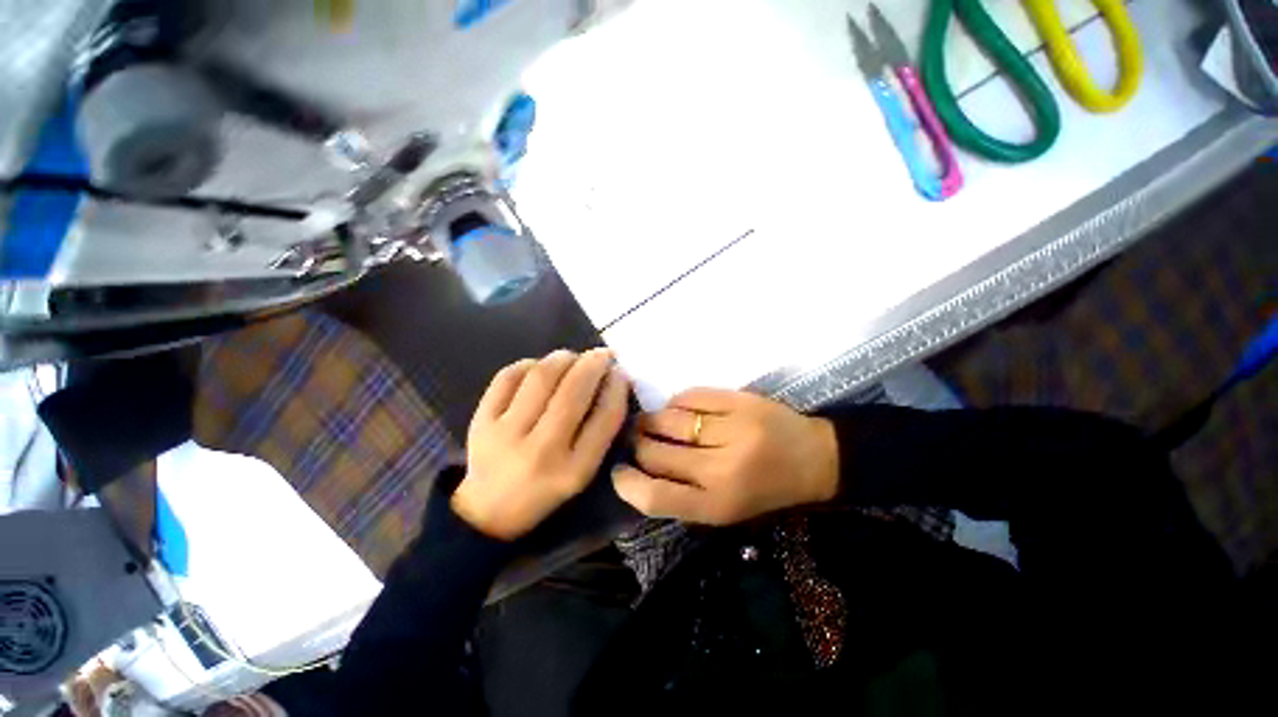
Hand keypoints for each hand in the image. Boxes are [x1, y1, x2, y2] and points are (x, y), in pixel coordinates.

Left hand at [451, 349, 629, 540]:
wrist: (489, 511)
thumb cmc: (547, 489)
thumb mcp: (584, 469)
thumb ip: (601, 428)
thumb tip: (614, 380)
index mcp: (574, 470)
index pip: (605, 418)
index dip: (616, 387)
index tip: (620, 372)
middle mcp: (542, 451)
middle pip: (573, 393)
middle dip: (592, 364)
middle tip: (600, 354)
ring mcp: (506, 434)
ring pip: (541, 377)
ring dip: (563, 358)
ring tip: (572, 357)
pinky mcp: (481, 421)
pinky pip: (508, 376)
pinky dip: (529, 364)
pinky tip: (539, 367)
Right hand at [612, 389, 838, 524]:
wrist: (815, 459)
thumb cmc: (766, 490)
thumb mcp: (725, 509)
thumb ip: (683, 495)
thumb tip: (640, 470)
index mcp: (717, 505)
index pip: (655, 497)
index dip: (627, 484)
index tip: (618, 471)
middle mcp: (722, 470)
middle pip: (655, 453)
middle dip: (637, 444)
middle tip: (636, 438)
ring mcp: (732, 431)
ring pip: (668, 420)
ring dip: (652, 420)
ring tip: (652, 421)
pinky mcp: (740, 402)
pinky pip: (689, 396)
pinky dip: (677, 402)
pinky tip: (680, 409)